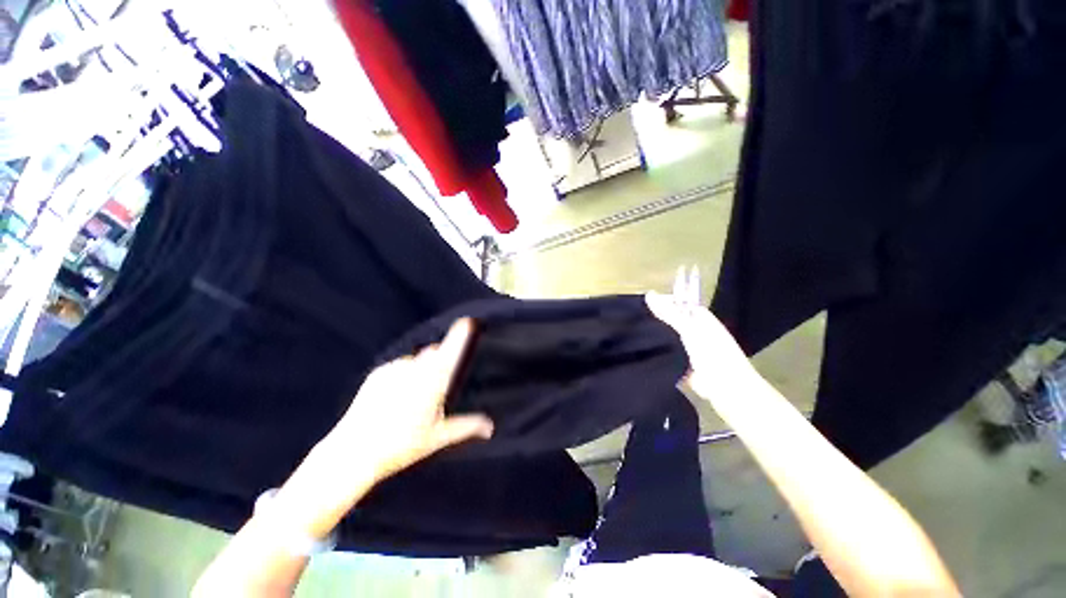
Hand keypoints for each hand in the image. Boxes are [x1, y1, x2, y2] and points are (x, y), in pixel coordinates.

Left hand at [320, 318, 493, 484]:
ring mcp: (395, 369)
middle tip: (436, 387)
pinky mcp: (378, 373)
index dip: (460, 335)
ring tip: (412, 398)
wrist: (354, 452)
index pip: (451, 350)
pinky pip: (398, 366)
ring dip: (420, 369)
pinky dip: (402, 375)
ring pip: (416, 360)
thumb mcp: (438, 437)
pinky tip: (394, 397)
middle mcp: (415, 369)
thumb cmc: (402, 444)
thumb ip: (466, 427)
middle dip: (439, 361)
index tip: (467, 322)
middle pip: (434, 353)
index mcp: (433, 382)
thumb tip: (490, 427)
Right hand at [645, 291, 757, 400]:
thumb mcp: (689, 329)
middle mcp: (696, 332)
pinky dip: (656, 354)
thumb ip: (669, 313)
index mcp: (702, 319)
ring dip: (655, 337)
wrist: (726, 389)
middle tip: (634, 318)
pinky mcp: (683, 365)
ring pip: (668, 338)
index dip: (663, 302)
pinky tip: (640, 351)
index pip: (680, 304)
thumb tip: (649, 294)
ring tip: (633, 332)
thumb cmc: (712, 353)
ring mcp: (690, 350)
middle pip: (672, 321)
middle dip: (656, 320)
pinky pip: (666, 355)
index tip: (643, 303)